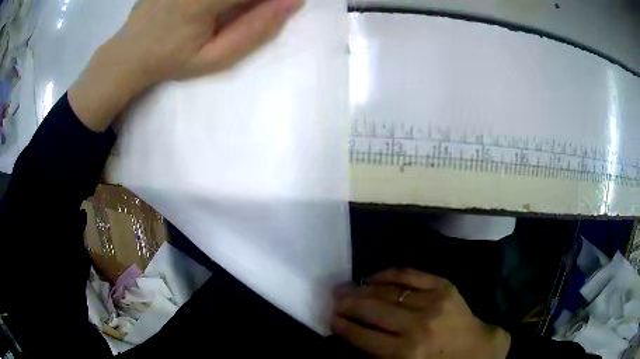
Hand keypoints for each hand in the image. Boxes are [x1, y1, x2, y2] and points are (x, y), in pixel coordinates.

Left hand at [68, 0, 301, 131]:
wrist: (127, 54)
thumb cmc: (170, 61)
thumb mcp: (213, 59)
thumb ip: (254, 30)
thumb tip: (292, 2)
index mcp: (203, 2)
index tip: (283, 5)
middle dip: (253, 1)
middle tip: (239, 16)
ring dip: (239, 1)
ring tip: (227, 15)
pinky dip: (225, 0)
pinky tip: (218, 10)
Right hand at [332, 268, 510, 358]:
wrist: (475, 349)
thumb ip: (377, 353)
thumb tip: (350, 331)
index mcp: (405, 353)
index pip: (363, 337)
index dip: (343, 326)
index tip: (331, 319)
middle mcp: (417, 326)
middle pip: (372, 311)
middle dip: (347, 304)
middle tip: (333, 299)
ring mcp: (432, 302)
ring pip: (388, 291)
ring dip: (362, 289)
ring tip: (346, 287)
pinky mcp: (444, 286)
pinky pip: (410, 274)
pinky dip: (388, 273)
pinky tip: (373, 276)